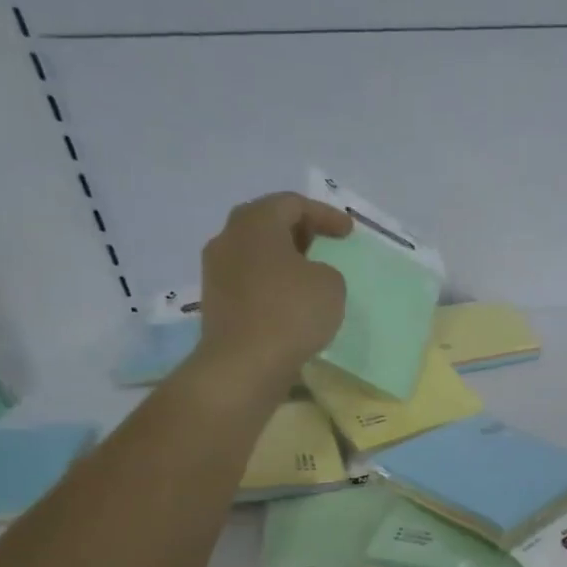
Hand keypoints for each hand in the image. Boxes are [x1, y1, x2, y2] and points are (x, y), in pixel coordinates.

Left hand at [190, 193, 351, 396]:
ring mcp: (217, 271)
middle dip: (300, 231)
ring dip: (284, 259)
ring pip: (256, 252)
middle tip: (326, 244)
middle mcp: (229, 238)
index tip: (349, 232)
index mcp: (256, 223)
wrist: (245, 363)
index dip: (325, 214)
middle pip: (268, 223)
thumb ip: (325, 270)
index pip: (292, 203)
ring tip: (310, 274)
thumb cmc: (291, 312)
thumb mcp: (331, 284)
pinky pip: (250, 280)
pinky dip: (273, 282)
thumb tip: (308, 275)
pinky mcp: (217, 301)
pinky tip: (292, 300)